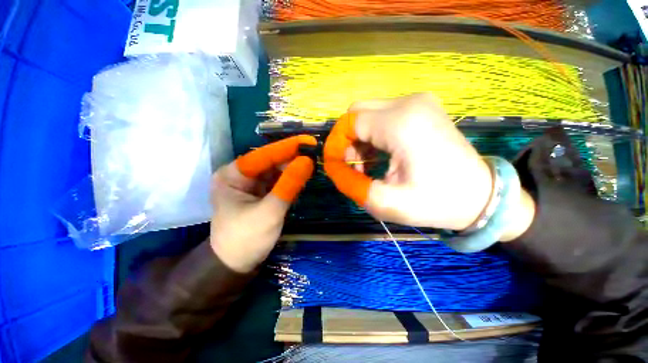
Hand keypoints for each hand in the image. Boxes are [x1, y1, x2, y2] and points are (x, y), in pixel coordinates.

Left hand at [210, 135, 315, 272]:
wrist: (237, 265)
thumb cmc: (247, 239)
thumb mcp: (270, 212)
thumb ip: (289, 185)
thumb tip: (307, 161)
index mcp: (232, 175)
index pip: (264, 155)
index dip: (288, 147)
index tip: (309, 141)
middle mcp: (240, 175)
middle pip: (270, 161)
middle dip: (292, 158)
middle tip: (315, 153)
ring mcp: (250, 184)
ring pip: (275, 171)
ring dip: (293, 168)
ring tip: (313, 163)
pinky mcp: (260, 193)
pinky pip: (277, 181)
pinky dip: (290, 180)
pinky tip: (303, 176)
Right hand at [324, 93, 534, 239]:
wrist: (481, 196)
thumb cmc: (436, 202)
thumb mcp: (385, 202)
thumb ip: (349, 183)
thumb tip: (332, 167)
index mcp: (401, 123)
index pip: (350, 122)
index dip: (336, 143)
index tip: (334, 165)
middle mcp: (409, 103)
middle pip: (358, 112)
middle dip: (347, 139)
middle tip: (351, 165)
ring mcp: (419, 103)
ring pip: (369, 113)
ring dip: (360, 138)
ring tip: (365, 164)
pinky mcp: (423, 109)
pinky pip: (384, 116)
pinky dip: (374, 135)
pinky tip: (379, 155)